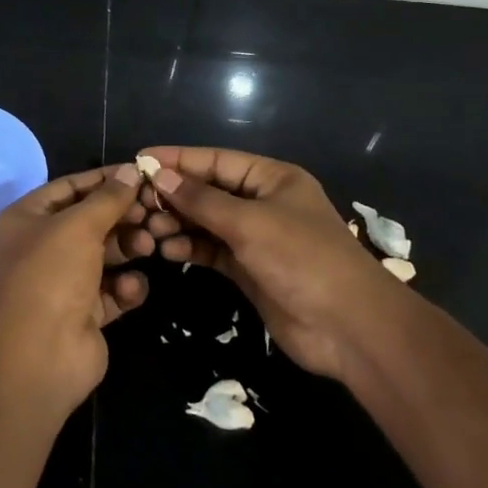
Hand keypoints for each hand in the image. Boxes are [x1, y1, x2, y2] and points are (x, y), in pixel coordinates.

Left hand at [0, 164, 162, 414]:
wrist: (40, 355)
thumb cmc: (51, 274)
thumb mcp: (79, 226)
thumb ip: (109, 198)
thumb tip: (131, 170)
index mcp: (27, 218)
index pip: (70, 187)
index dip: (103, 179)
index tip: (140, 173)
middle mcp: (43, 247)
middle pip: (90, 221)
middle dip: (121, 216)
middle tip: (152, 213)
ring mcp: (63, 282)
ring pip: (104, 255)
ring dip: (128, 248)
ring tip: (148, 246)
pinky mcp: (84, 313)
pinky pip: (112, 290)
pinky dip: (125, 286)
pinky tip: (131, 288)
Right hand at [141, 146, 392, 382]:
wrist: (349, 329)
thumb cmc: (302, 258)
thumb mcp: (249, 222)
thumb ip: (201, 200)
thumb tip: (159, 175)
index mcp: (271, 177)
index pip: (216, 160)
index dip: (178, 158)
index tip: (141, 158)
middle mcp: (262, 202)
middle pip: (208, 190)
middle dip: (174, 195)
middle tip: (137, 203)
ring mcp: (256, 237)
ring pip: (207, 222)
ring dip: (178, 223)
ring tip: (149, 230)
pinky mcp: (249, 270)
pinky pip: (211, 250)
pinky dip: (190, 248)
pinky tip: (167, 250)